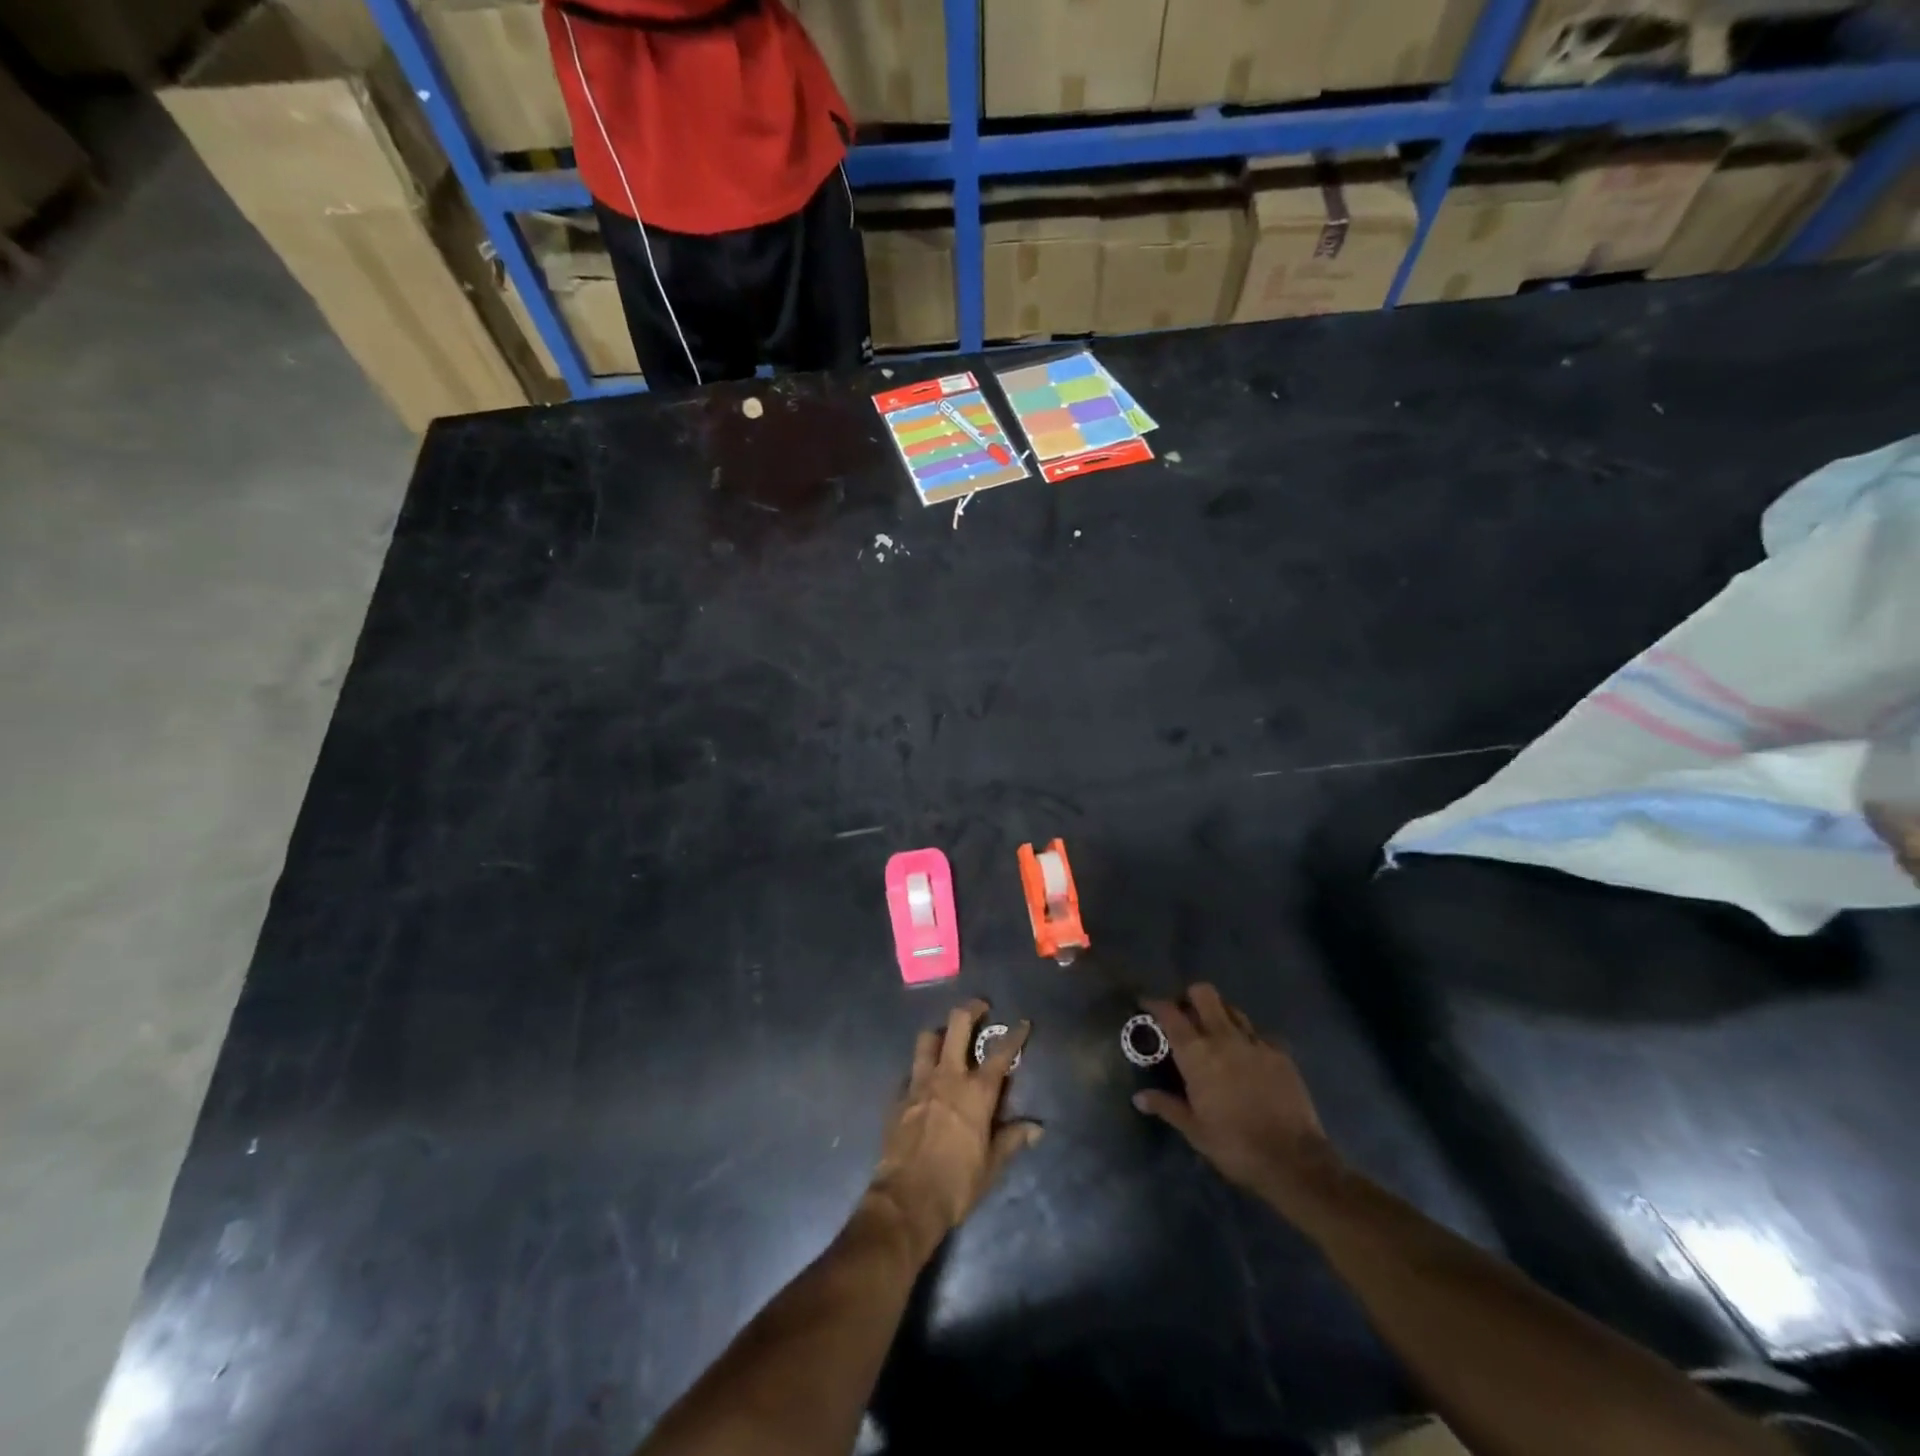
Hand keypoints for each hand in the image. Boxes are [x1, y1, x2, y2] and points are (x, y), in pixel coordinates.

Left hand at [866, 1000, 1041, 1265]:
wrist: (906, 1199)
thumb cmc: (956, 1183)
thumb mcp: (992, 1166)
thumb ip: (1012, 1139)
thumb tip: (1037, 1128)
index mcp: (976, 1092)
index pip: (1001, 1053)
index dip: (1015, 1035)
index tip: (1023, 1023)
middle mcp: (948, 1077)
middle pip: (958, 1025)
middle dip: (971, 1009)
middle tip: (981, 1007)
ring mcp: (920, 1082)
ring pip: (928, 1038)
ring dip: (941, 1033)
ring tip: (948, 1038)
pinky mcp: (899, 1095)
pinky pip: (911, 1068)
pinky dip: (921, 1066)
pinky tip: (925, 1078)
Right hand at [1133, 984, 1340, 1204]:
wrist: (1293, 1160)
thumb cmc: (1234, 1145)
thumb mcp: (1194, 1130)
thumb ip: (1166, 1106)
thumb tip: (1139, 1097)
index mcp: (1197, 1054)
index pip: (1170, 1014)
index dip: (1155, 1003)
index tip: (1146, 1004)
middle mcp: (1224, 1037)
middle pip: (1204, 994)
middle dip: (1190, 997)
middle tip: (1185, 1015)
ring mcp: (1255, 1042)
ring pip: (1232, 1009)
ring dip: (1219, 1014)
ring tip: (1215, 1033)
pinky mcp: (1281, 1053)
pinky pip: (1259, 1033)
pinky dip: (1248, 1038)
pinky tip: (1248, 1056)